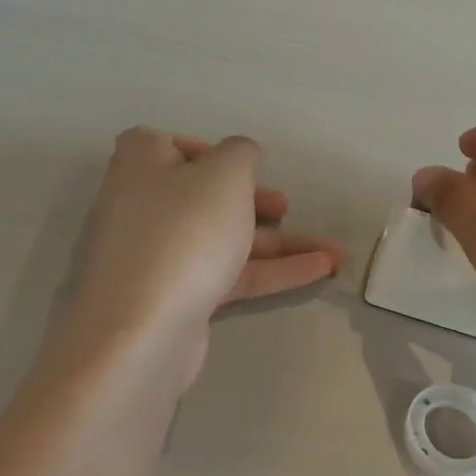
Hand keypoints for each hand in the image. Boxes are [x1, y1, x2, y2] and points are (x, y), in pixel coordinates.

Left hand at [65, 128, 343, 388]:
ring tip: (334, 252)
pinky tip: (320, 270)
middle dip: (255, 201)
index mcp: (140, 164)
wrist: (143, 330)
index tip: (244, 168)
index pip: (171, 145)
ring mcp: (156, 256)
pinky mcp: (175, 296)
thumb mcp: (225, 174)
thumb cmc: (184, 232)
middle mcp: (141, 206)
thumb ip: (242, 153)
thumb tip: (240, 157)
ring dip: (279, 242)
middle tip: (285, 208)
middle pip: (204, 195)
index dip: (210, 153)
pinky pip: (227, 273)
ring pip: (224, 238)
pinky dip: (271, 270)